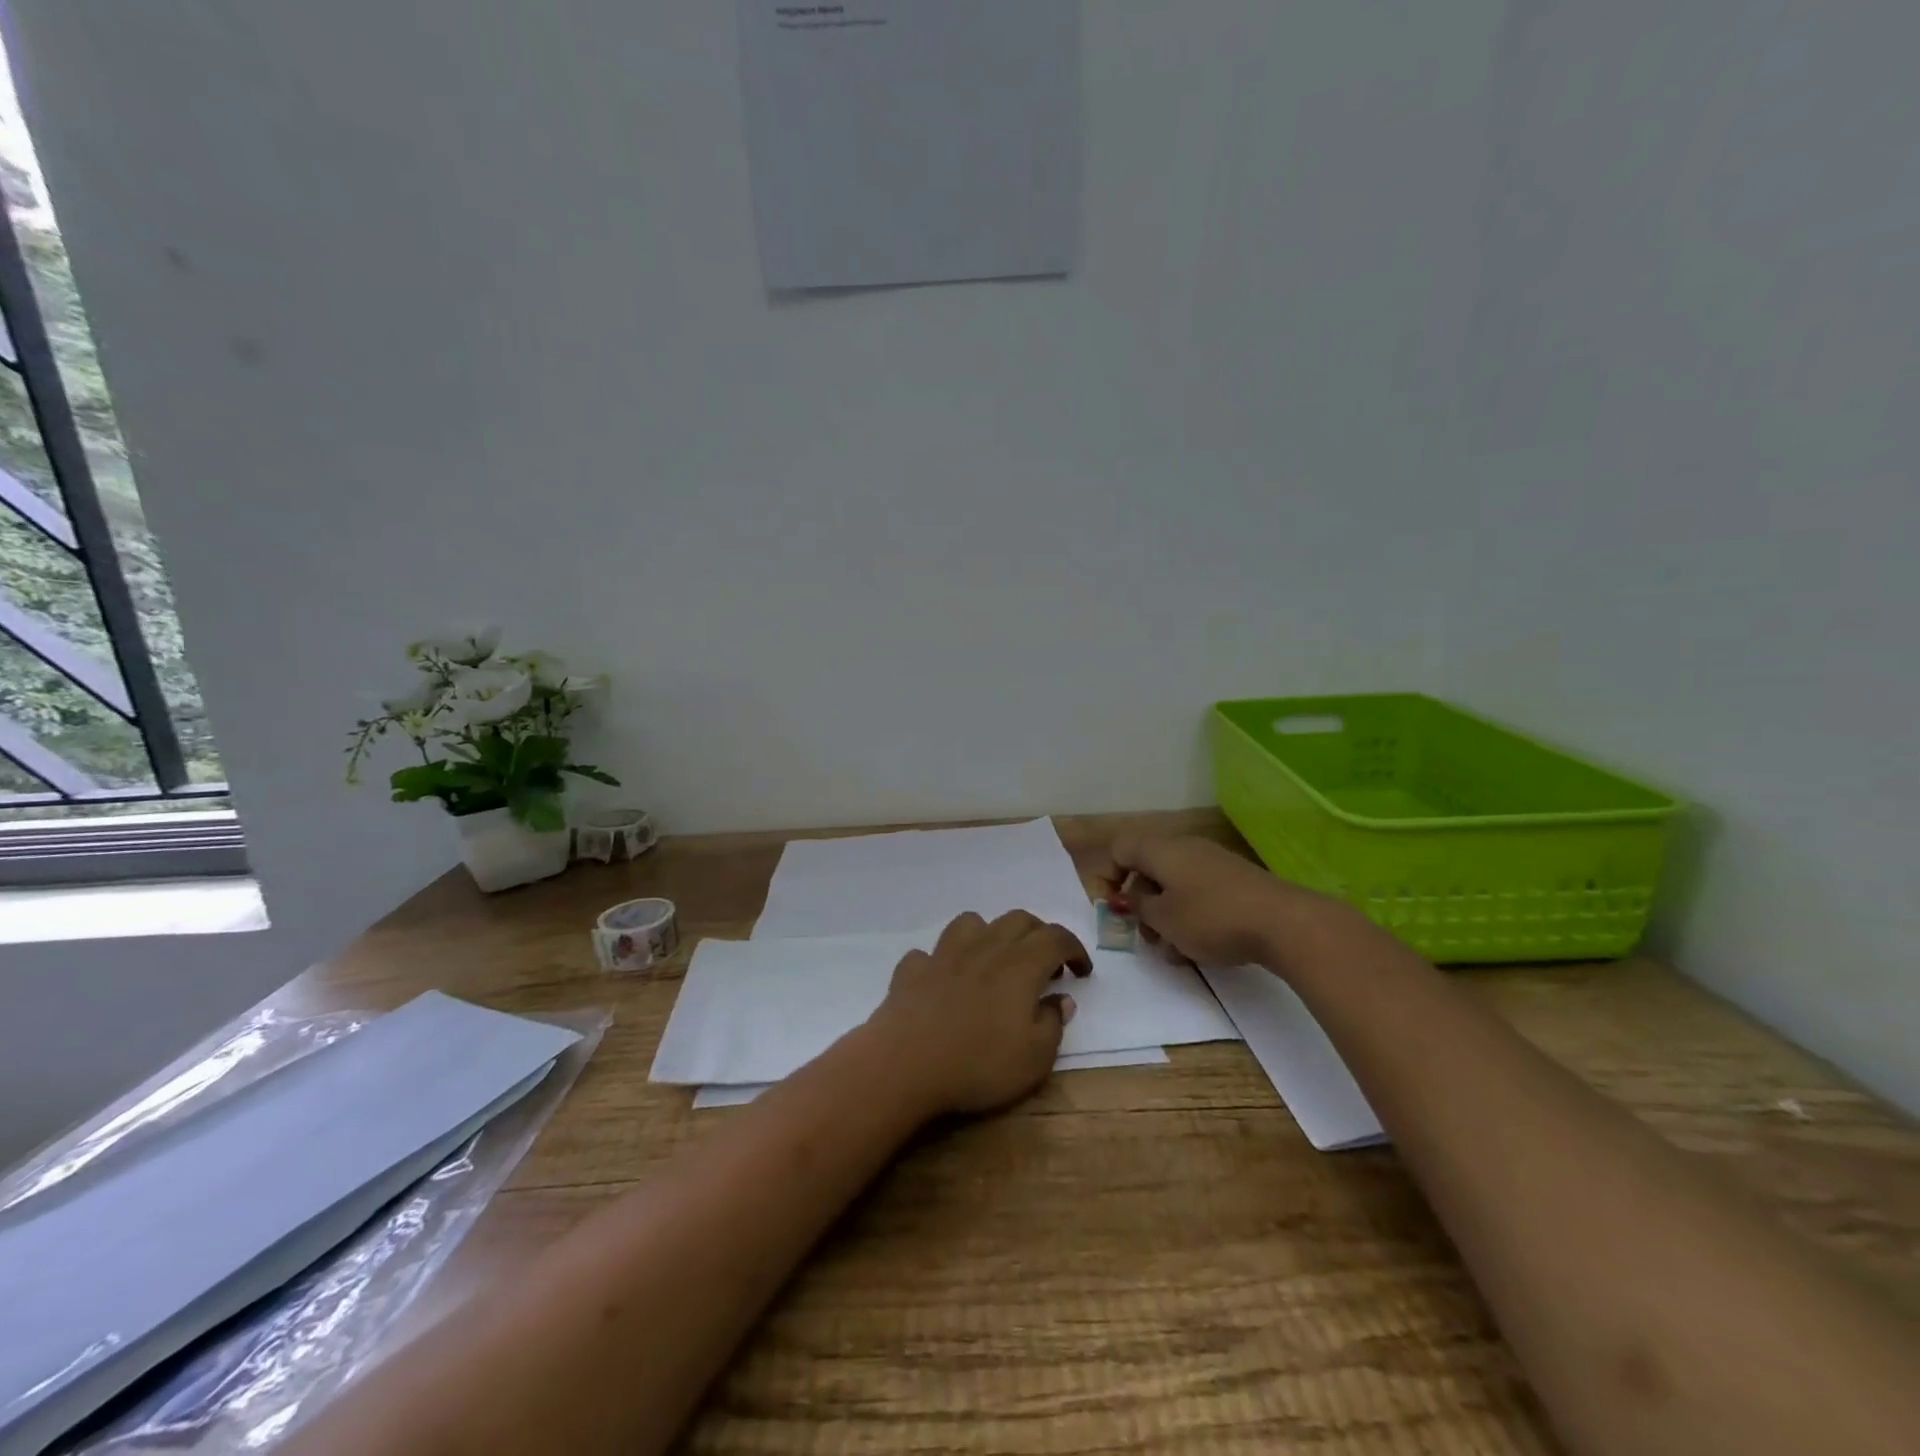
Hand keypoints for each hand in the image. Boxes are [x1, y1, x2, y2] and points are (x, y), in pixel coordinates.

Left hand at [865, 910, 1090, 1117]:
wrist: (906, 1062)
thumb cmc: (979, 1063)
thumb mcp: (1035, 1058)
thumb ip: (1053, 1024)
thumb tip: (1061, 1000)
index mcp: (1021, 964)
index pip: (1056, 938)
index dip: (1074, 949)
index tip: (1082, 971)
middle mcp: (985, 947)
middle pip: (1018, 920)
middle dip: (1039, 934)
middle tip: (1047, 964)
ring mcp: (945, 953)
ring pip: (973, 922)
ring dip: (991, 934)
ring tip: (995, 961)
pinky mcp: (914, 968)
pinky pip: (931, 953)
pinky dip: (944, 961)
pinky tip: (945, 981)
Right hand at [1097, 835, 1334, 969]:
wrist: (1284, 923)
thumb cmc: (1211, 918)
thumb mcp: (1164, 918)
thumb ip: (1138, 906)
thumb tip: (1130, 897)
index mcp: (1161, 850)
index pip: (1119, 849)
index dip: (1106, 877)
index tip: (1111, 910)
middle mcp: (1185, 848)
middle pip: (1146, 870)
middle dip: (1139, 905)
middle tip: (1143, 936)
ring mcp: (1213, 864)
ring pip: (1173, 887)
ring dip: (1164, 917)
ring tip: (1173, 952)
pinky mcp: (1234, 882)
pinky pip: (1198, 894)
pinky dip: (1189, 918)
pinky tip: (1198, 949)